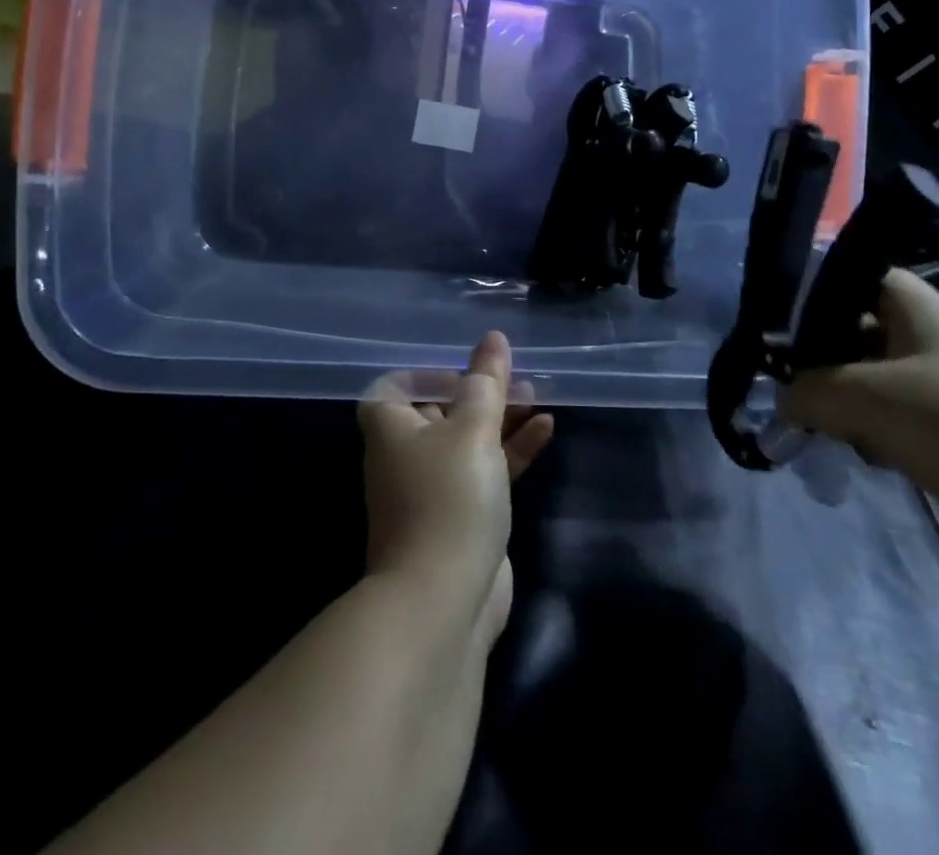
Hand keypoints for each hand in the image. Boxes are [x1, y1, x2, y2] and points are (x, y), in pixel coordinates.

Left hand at [360, 332, 554, 645]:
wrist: (443, 601)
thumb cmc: (449, 497)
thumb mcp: (472, 429)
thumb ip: (486, 383)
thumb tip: (492, 338)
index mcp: (391, 429)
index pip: (392, 387)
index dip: (426, 374)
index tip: (463, 371)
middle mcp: (405, 456)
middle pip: (439, 411)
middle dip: (477, 392)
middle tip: (514, 376)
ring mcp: (433, 491)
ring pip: (467, 441)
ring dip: (500, 418)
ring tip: (537, 395)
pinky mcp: (461, 519)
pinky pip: (486, 472)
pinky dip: (511, 451)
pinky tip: (547, 429)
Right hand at [777, 269, 938, 562]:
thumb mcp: (865, 398)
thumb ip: (809, 391)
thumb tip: (783, 399)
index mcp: (920, 308)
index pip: (857, 277)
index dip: (820, 297)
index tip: (789, 335)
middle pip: (863, 332)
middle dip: (829, 363)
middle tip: (802, 394)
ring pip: (882, 379)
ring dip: (854, 404)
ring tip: (836, 432)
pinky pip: (909, 416)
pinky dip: (885, 432)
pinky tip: (876, 458)